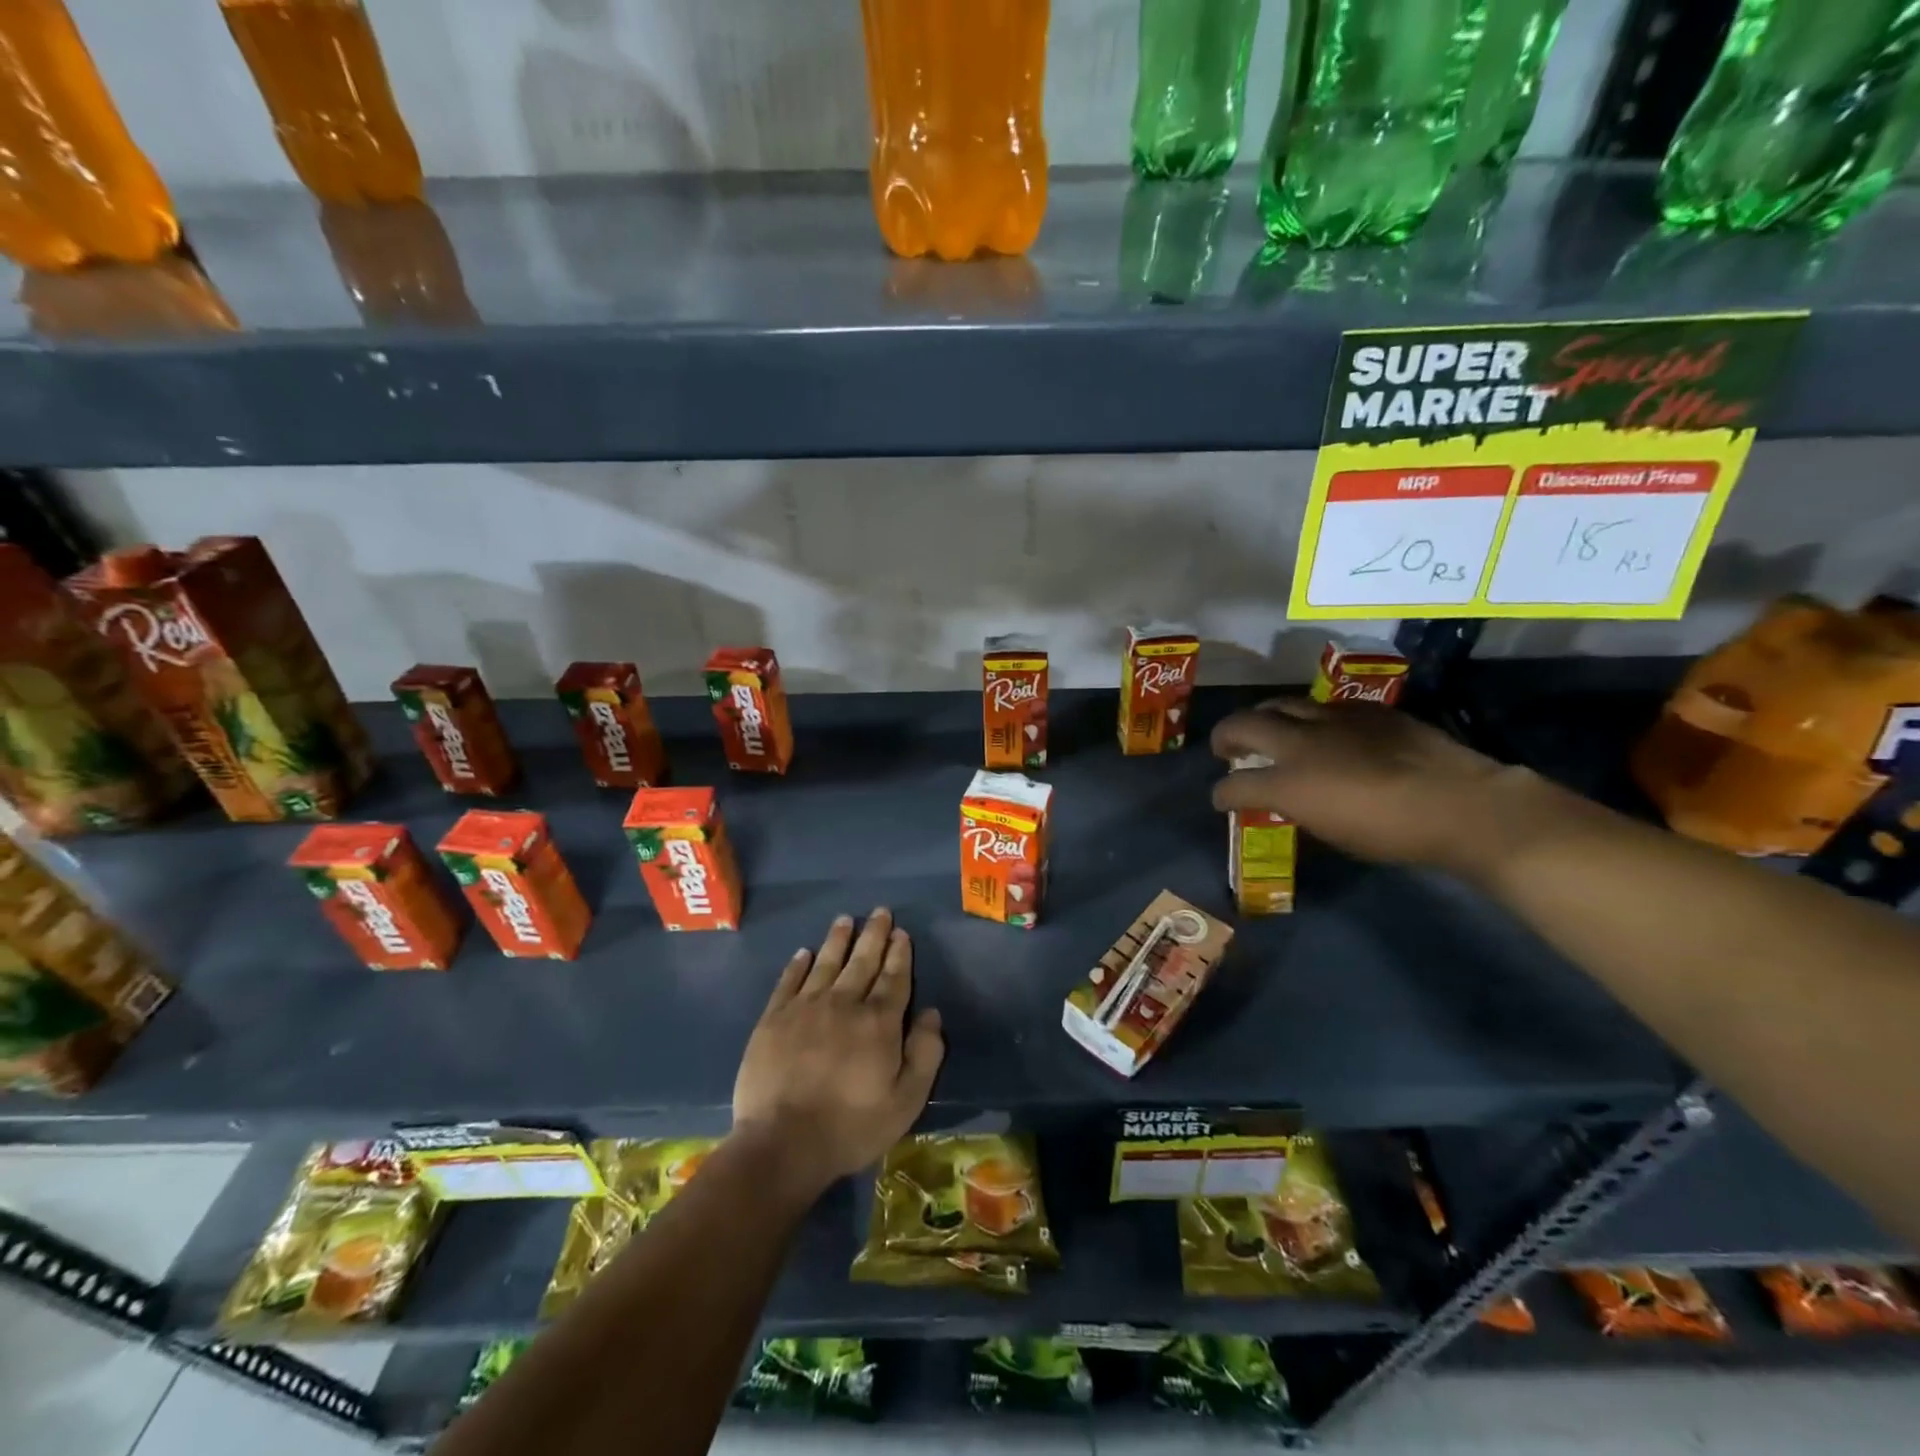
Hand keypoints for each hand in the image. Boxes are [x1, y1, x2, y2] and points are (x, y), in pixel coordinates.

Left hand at [731, 909, 944, 1197]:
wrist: (782, 1143)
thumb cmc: (851, 1126)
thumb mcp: (906, 1101)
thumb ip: (925, 1054)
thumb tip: (931, 1013)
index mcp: (878, 1022)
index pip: (894, 978)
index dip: (899, 954)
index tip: (901, 933)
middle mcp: (844, 1003)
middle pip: (862, 961)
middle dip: (874, 935)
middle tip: (880, 912)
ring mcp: (805, 1007)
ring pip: (826, 963)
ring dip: (838, 939)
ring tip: (845, 919)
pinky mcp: (774, 1019)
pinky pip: (789, 981)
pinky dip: (798, 964)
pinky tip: (803, 952)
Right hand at [1210, 699, 1553, 875]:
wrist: (1460, 805)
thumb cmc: (1392, 833)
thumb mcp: (1332, 831)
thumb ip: (1298, 807)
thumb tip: (1287, 799)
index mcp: (1289, 782)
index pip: (1236, 784)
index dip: (1223, 793)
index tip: (1221, 798)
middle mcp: (1301, 743)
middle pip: (1245, 724)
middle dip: (1226, 736)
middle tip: (1226, 748)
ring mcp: (1333, 719)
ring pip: (1281, 704)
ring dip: (1264, 717)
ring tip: (1266, 729)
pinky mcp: (1366, 710)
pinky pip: (1323, 707)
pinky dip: (1309, 718)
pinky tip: (1322, 731)